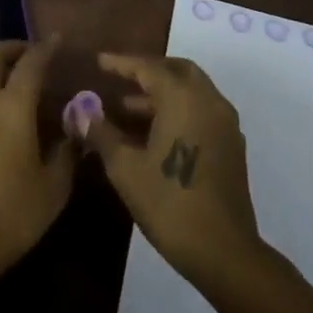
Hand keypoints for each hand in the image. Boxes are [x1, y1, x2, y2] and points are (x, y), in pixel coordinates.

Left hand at [0, 38, 75, 285]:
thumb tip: (79, 130)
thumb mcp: (53, 189)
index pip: (31, 63)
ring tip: (14, 77)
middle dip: (13, 48)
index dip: (45, 48)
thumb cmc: (10, 215)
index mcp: (12, 107)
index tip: (57, 40)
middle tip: (33, 56)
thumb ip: (68, 153)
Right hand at [76, 52, 261, 282]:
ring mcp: (225, 124)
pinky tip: (156, 134)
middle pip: (178, 71)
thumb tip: (81, 112)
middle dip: (149, 71)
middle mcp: (209, 101)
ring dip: (163, 94)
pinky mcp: (232, 146)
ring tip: (127, 111)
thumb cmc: (168, 202)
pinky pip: (203, 112)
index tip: (99, 61)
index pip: (148, 68)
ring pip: (193, 92)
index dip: (121, 63)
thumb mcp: (125, 167)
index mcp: (183, 98)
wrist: (223, 250)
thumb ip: (102, 133)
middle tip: (121, 79)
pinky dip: (180, 110)